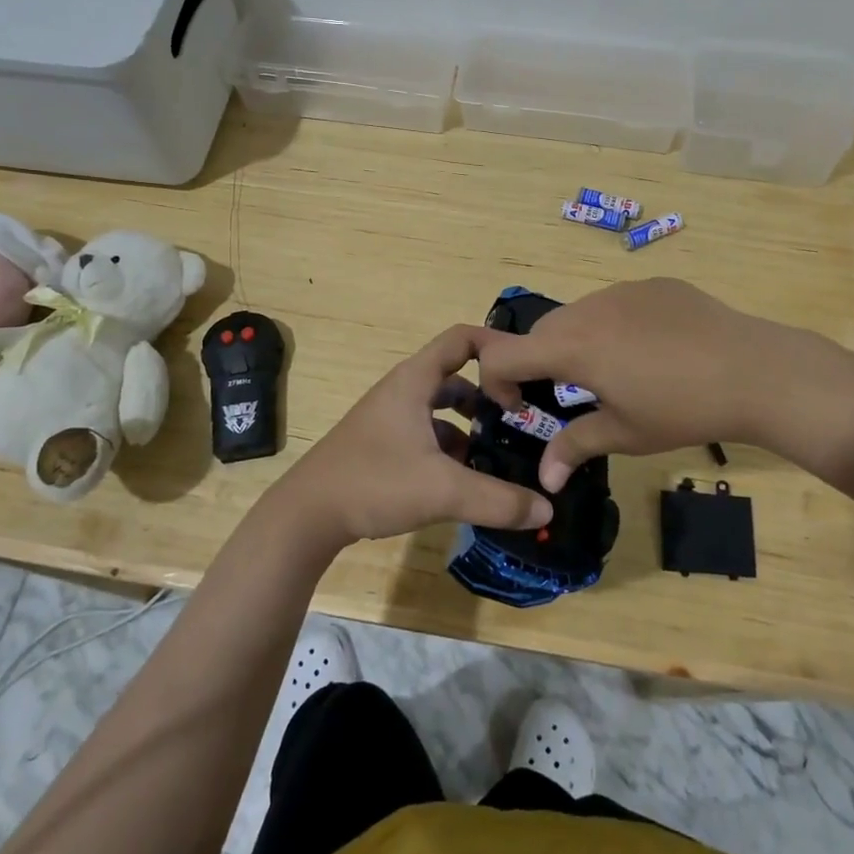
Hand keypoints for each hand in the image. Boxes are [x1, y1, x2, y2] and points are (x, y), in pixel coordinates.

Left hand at [274, 326, 552, 549]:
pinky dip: (448, 445)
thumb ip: (498, 501)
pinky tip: (464, 479)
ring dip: (469, 425)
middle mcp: (403, 389)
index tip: (526, 371)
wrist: (307, 514)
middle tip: (520, 421)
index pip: (462, 339)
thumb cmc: (374, 482)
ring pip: (440, 407)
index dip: (496, 346)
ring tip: (498, 453)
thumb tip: (547, 508)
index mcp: (415, 380)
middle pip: (456, 376)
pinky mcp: (382, 442)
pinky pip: (426, 431)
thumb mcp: (443, 490)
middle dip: (489, 395)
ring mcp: (390, 416)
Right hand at [475, 278, 853, 489]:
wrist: (755, 370)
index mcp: (574, 347)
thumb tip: (544, 478)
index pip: (504, 354)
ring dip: (574, 341)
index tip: (520, 406)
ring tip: (612, 372)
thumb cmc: (683, 409)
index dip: (497, 381)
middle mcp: (588, 310)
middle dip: (538, 363)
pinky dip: (612, 325)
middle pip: (540, 332)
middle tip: (567, 394)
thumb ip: (575, 447)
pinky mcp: (652, 285)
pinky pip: (615, 303)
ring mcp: (622, 291)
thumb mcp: (625, 433)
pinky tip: (650, 349)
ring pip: (577, 314)